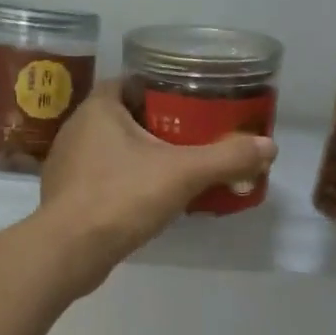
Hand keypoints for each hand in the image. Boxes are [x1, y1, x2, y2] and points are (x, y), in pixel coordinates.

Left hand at [36, 82, 276, 293]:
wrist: (69, 252)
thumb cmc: (122, 197)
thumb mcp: (184, 174)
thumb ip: (227, 158)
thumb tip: (270, 146)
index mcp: (98, 108)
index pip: (132, 82)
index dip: (161, 89)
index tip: (190, 103)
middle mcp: (76, 129)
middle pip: (124, 116)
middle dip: (156, 125)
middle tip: (191, 138)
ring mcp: (66, 164)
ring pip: (111, 149)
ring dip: (139, 156)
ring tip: (173, 168)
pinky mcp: (65, 196)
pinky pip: (101, 178)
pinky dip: (123, 183)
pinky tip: (145, 199)